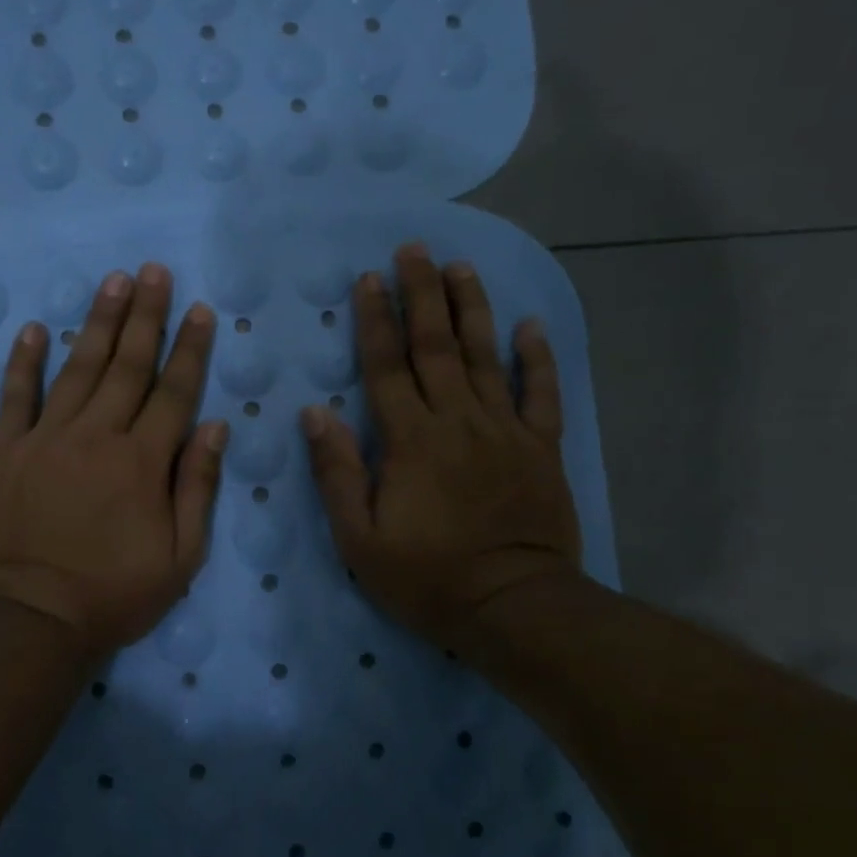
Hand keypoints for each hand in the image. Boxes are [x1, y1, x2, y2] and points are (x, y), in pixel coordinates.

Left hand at [0, 264, 226, 663]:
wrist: (28, 621)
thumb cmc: (111, 596)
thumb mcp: (179, 558)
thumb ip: (198, 487)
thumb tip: (215, 426)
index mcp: (143, 462)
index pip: (174, 392)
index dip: (190, 348)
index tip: (199, 309)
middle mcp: (97, 436)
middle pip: (127, 365)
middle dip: (146, 315)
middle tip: (154, 271)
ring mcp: (46, 438)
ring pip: (78, 368)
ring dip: (97, 322)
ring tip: (113, 281)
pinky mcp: (4, 451)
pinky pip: (16, 397)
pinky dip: (25, 361)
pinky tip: (34, 328)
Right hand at [301, 243, 584, 650]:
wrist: (513, 607)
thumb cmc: (427, 577)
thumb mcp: (359, 537)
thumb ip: (337, 472)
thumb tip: (314, 413)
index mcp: (410, 440)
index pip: (387, 367)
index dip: (375, 320)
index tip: (369, 278)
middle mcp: (457, 421)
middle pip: (436, 346)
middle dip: (422, 294)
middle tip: (415, 249)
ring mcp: (504, 430)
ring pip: (486, 356)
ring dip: (472, 308)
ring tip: (461, 267)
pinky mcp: (541, 448)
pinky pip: (541, 393)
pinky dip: (537, 358)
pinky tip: (530, 326)